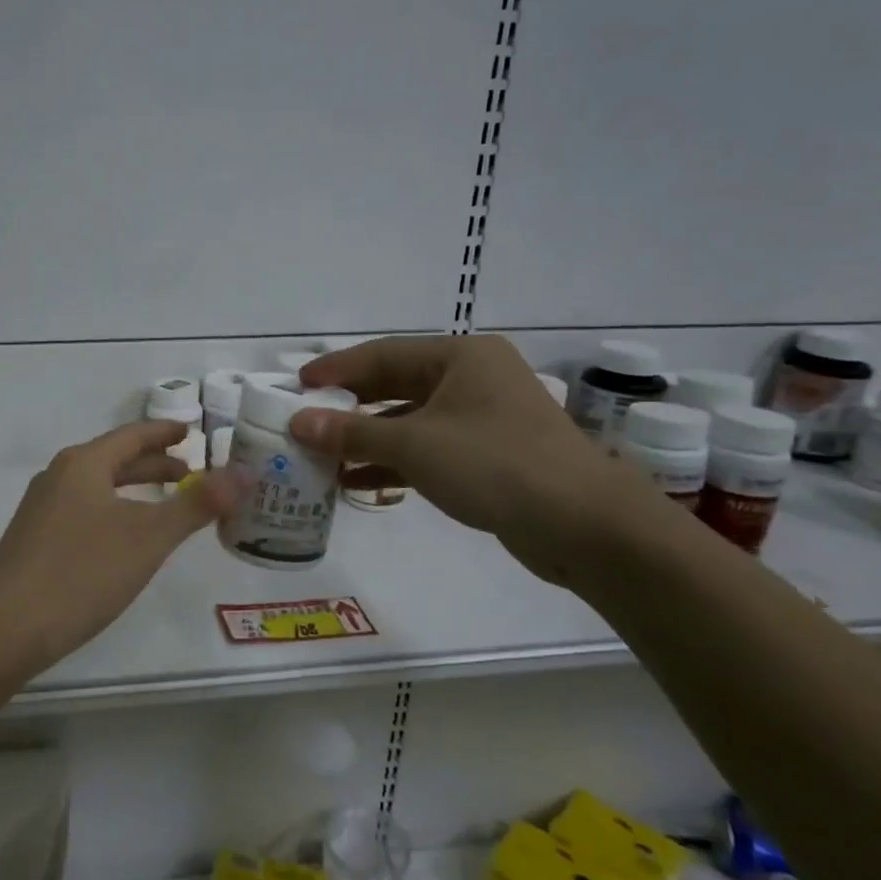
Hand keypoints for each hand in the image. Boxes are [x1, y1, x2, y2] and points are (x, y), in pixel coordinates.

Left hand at [0, 420, 243, 667]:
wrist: (5, 629)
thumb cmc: (82, 573)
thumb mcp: (148, 537)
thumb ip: (197, 505)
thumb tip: (244, 472)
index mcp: (83, 464)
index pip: (132, 436)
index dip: (164, 433)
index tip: (190, 431)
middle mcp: (58, 478)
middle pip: (114, 460)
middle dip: (153, 465)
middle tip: (190, 474)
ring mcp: (41, 510)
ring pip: (97, 487)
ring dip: (133, 490)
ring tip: (164, 505)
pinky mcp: (33, 541)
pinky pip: (83, 511)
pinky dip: (113, 512)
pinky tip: (123, 540)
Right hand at [291, 334, 659, 584]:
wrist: (584, 525)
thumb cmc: (495, 464)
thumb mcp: (415, 445)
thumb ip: (351, 433)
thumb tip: (297, 423)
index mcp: (460, 356)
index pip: (382, 354)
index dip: (336, 370)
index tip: (296, 385)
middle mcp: (472, 378)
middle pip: (395, 385)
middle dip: (349, 406)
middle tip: (305, 420)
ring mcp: (482, 418)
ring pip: (410, 420)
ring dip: (367, 440)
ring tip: (322, 457)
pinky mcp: (488, 455)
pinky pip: (428, 449)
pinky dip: (394, 462)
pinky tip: (357, 483)